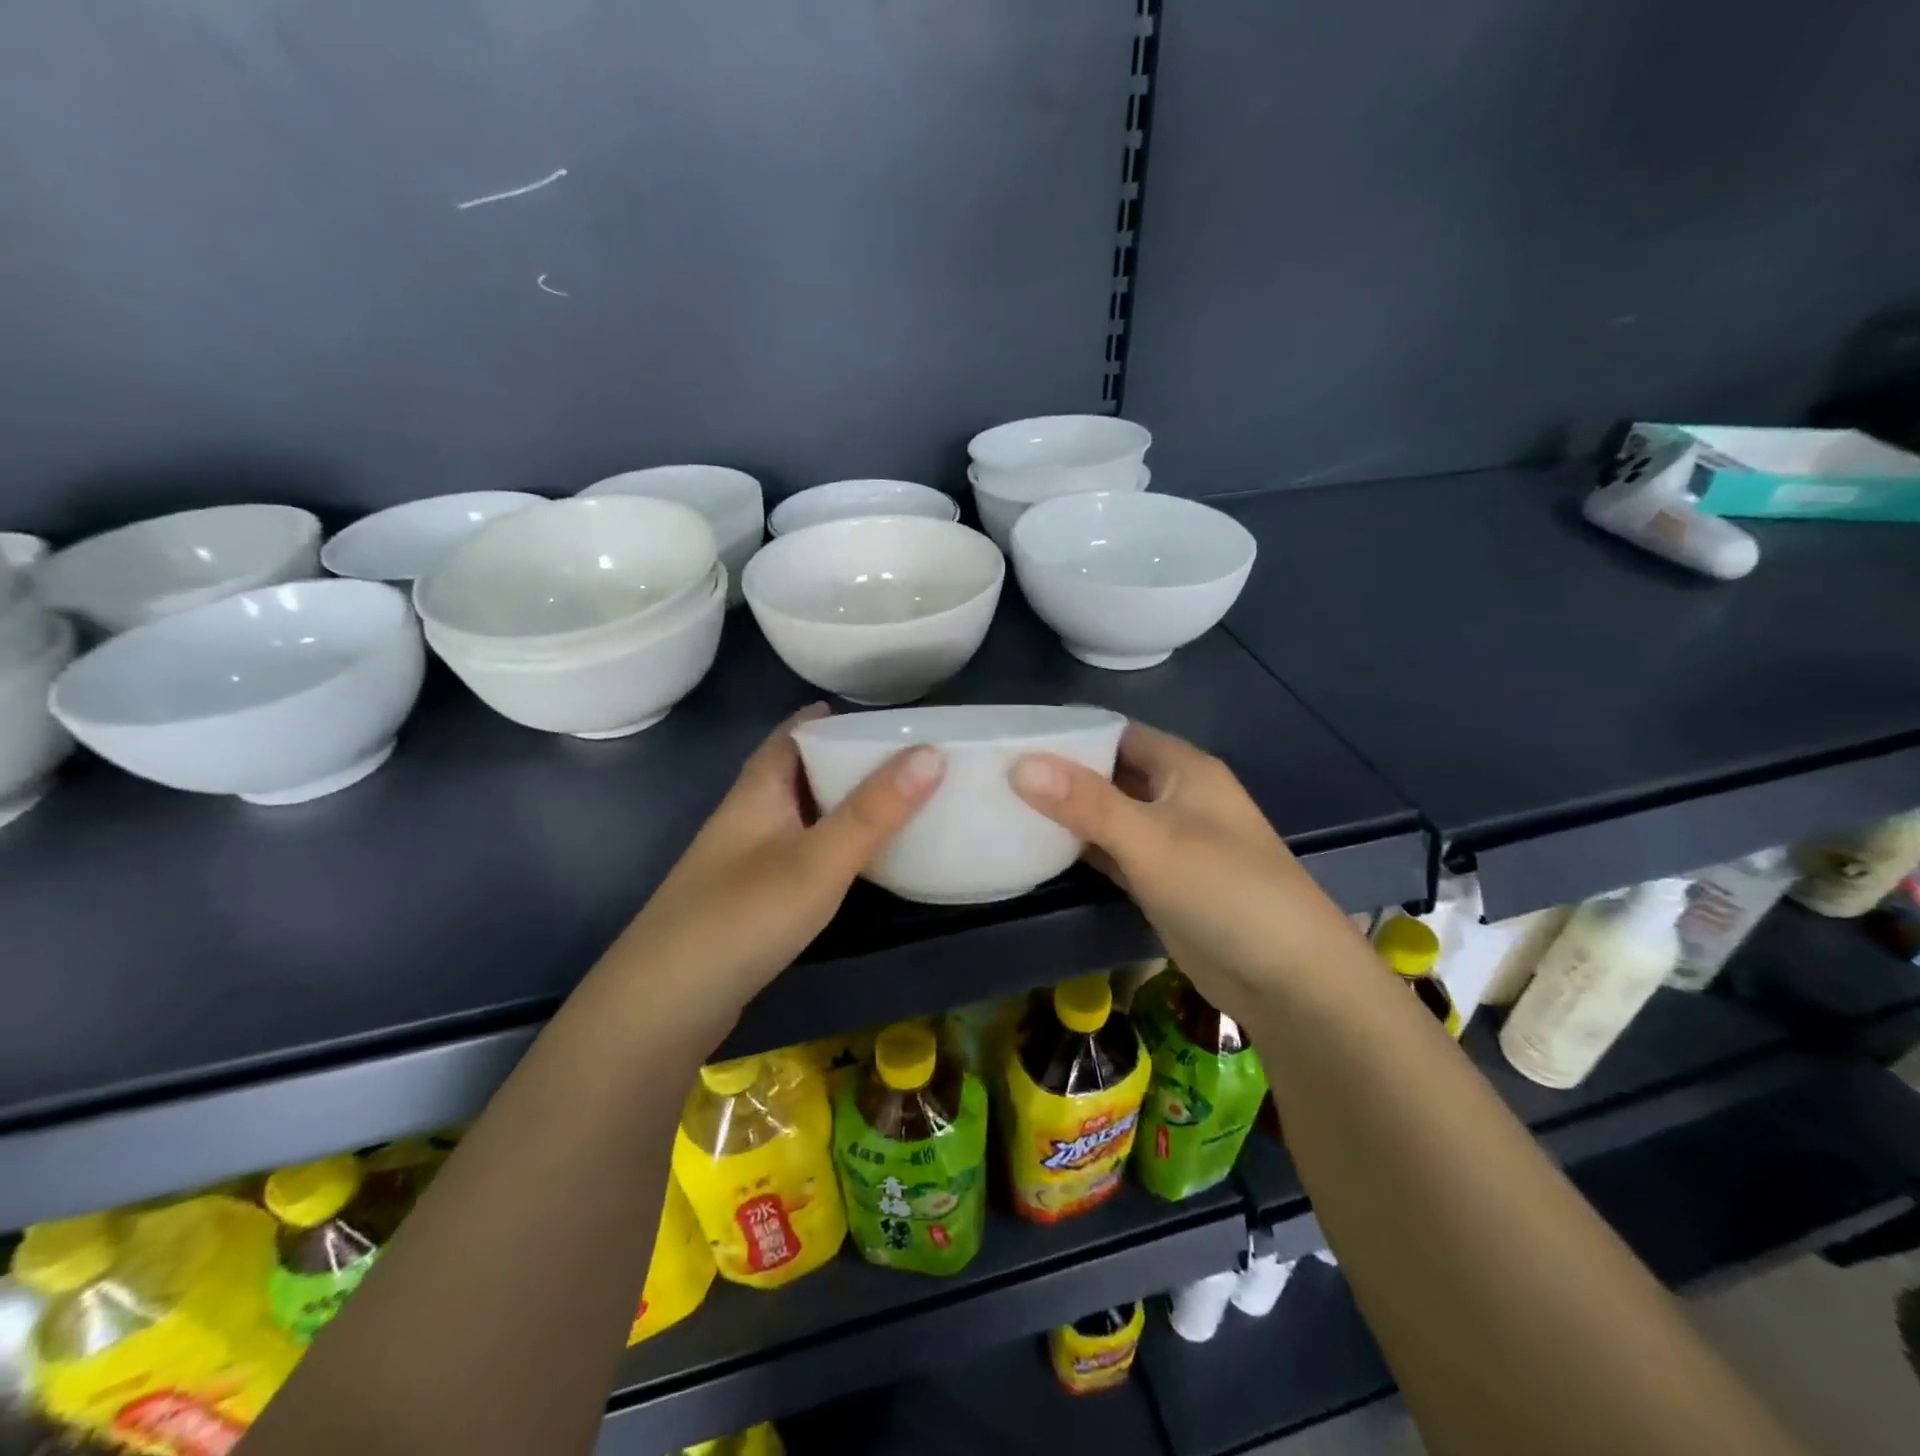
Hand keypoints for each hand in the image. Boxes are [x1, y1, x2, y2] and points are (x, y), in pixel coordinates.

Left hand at [604, 705, 943, 1034]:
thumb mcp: (818, 860)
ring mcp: (747, 860)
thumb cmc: (742, 917)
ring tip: (897, 801)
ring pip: (802, 814)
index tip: (888, 716)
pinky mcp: (752, 898)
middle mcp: (749, 815)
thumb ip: (874, 811)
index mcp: (758, 790)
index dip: (835, 717)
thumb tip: (932, 752)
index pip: (794, 732)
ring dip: (842, 802)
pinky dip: (833, 843)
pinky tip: (860, 860)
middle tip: (908, 759)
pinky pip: (801, 851)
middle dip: (847, 759)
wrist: (664, 1007)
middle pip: (800, 771)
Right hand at [1011, 721, 1358, 1023]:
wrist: (1287, 978)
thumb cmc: (1224, 890)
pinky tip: (1039, 850)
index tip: (1013, 740)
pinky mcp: (1161, 882)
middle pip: (1110, 774)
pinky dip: (1082, 850)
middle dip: (1061, 776)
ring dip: (1068, 814)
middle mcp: (1177, 798)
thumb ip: (1085, 802)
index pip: (1117, 734)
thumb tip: (1019, 764)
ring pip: (1109, 816)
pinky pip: (1114, 854)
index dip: (1069, 735)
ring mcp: (1170, 842)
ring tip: (1004, 808)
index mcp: (1183, 769)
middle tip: (998, 776)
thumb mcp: (1150, 840)